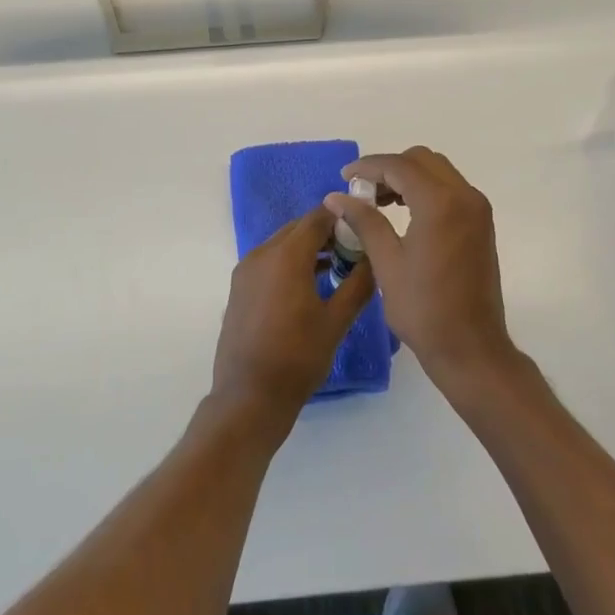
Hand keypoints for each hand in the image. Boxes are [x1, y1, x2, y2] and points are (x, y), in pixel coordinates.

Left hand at [211, 206, 372, 425]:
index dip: (343, 218)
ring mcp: (245, 271)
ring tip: (336, 268)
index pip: (317, 218)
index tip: (365, 228)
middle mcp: (261, 254)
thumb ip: (359, 284)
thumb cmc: (298, 358)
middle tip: (354, 249)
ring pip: (282, 244)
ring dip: (308, 248)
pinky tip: (309, 285)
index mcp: (286, 256)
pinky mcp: (239, 288)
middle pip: (297, 228)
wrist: (249, 396)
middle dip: (326, 233)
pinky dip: (289, 263)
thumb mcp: (337, 321)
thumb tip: (375, 259)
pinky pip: (269, 261)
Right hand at [323, 148, 516, 389]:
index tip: (344, 178)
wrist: (471, 347)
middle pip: (422, 160)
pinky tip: (403, 213)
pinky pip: (450, 190)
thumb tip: (336, 197)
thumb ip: (364, 221)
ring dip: (407, 177)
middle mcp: (465, 196)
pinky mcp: (481, 223)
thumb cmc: (423, 309)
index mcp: (440, 203)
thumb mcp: (387, 263)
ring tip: (377, 202)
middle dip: (389, 168)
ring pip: (438, 172)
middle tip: (362, 191)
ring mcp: (477, 209)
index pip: (399, 166)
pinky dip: (425, 190)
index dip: (368, 167)